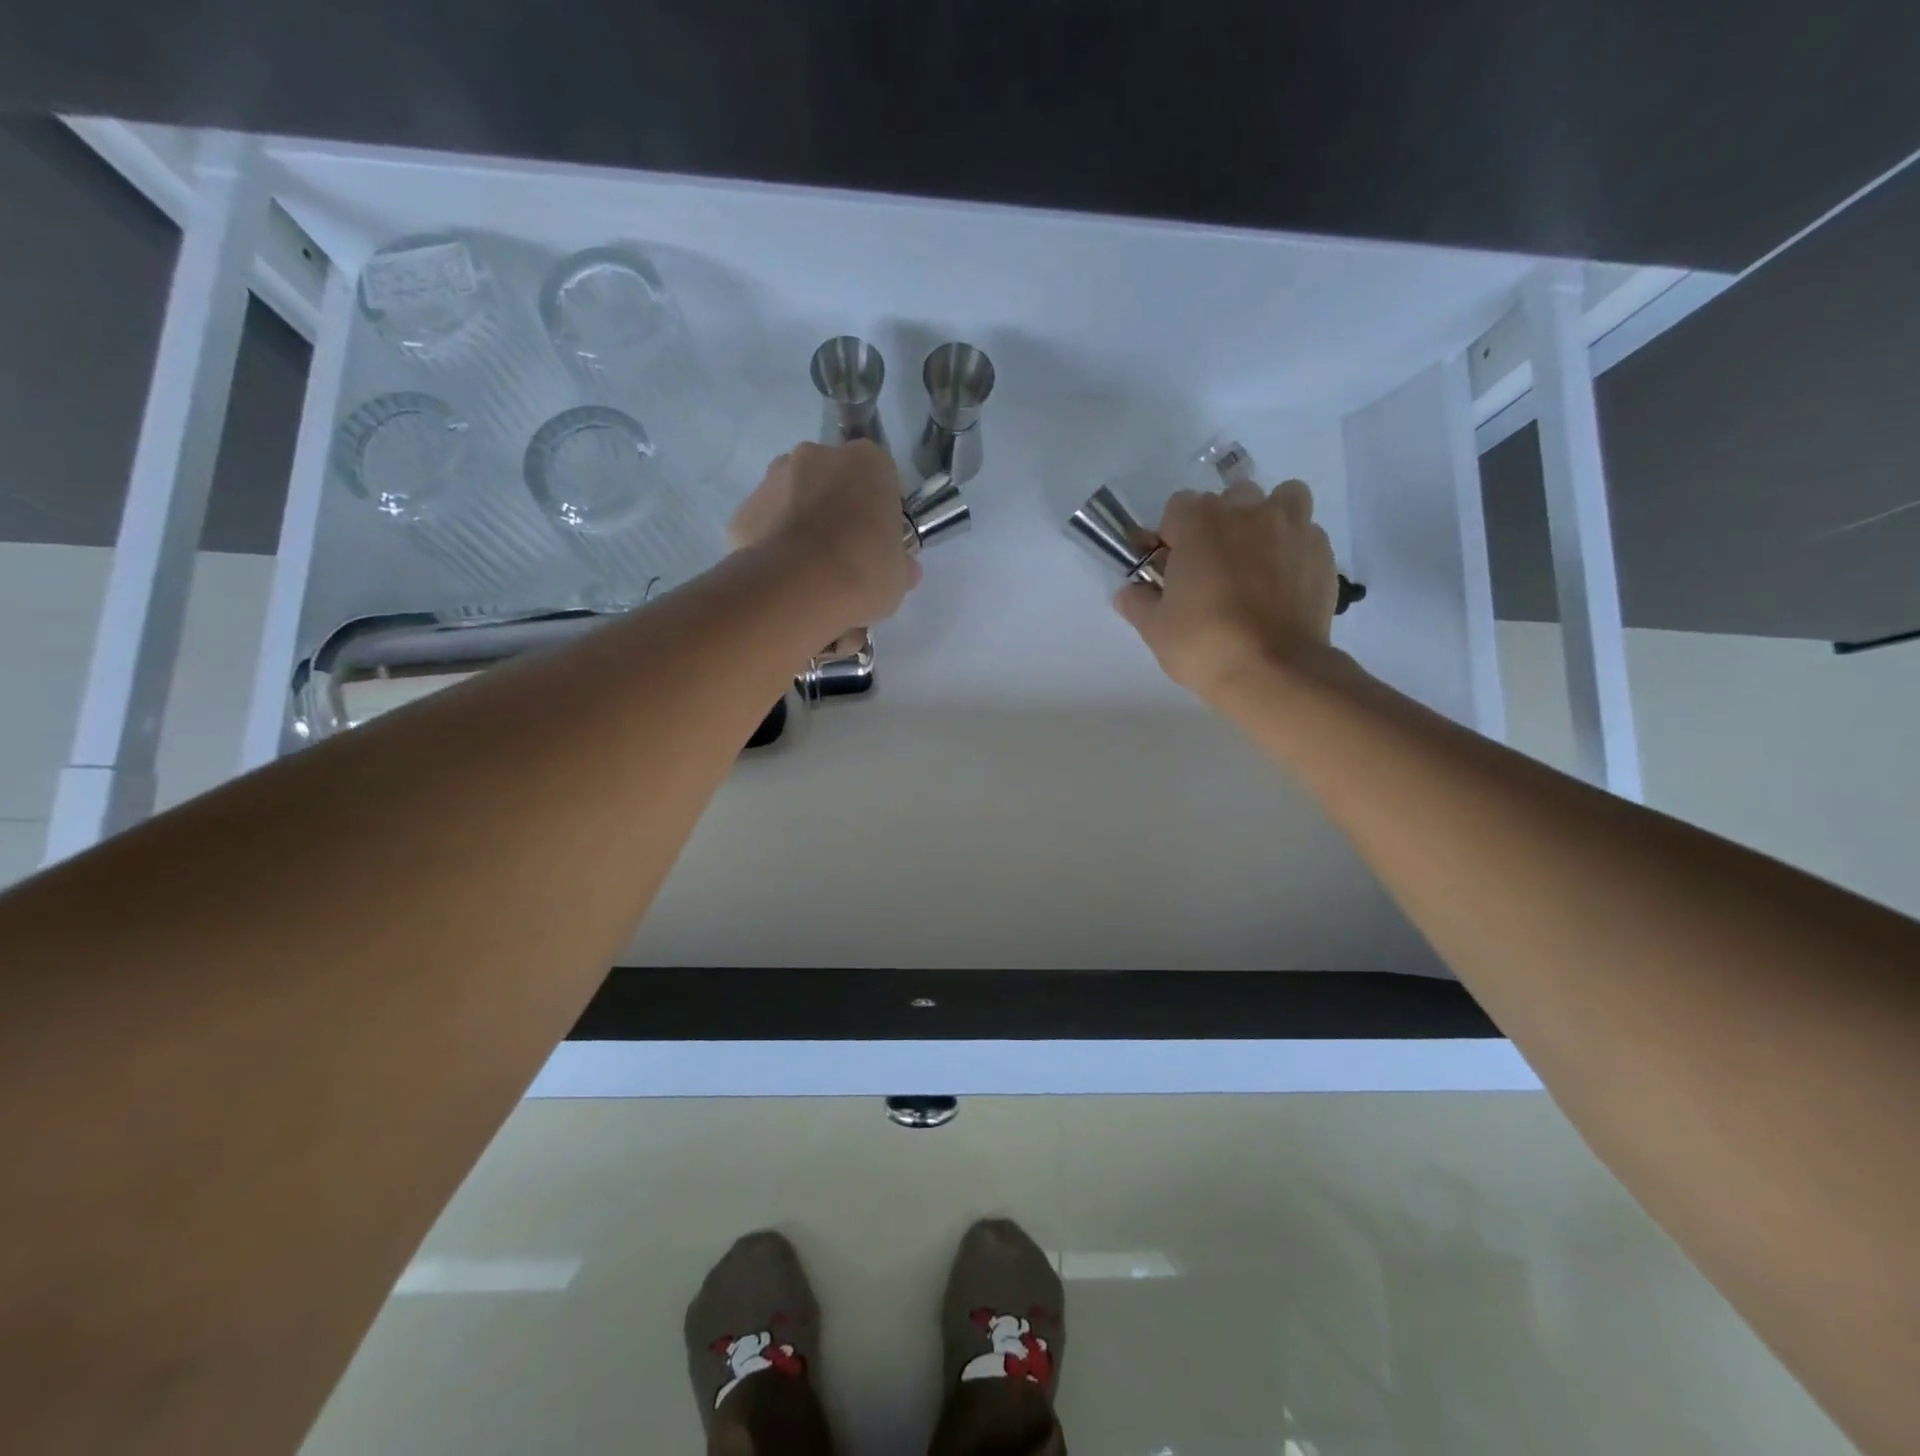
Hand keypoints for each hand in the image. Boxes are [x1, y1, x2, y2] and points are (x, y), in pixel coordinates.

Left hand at [729, 441, 921, 629]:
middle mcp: (817, 455)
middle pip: (831, 482)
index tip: (878, 542)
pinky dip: (772, 546)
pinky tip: (784, 579)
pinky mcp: (743, 511)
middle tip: (844, 557)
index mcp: (867, 462)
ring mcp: (773, 479)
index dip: (878, 511)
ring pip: (793, 499)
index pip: (879, 479)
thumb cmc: (864, 570)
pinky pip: (765, 526)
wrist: (799, 589)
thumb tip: (903, 569)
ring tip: (810, 573)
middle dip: (835, 511)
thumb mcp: (898, 575)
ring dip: (801, 525)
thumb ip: (899, 563)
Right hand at [1114, 477, 1338, 703]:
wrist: (1274, 672)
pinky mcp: (1322, 554)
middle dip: (1219, 525)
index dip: (1171, 536)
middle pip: (1230, 499)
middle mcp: (1248, 511)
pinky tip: (1284, 584)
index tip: (1169, 568)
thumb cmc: (1203, 644)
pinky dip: (1294, 551)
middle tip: (1212, 567)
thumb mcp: (1154, 628)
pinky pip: (1306, 536)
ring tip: (1258, 559)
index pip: (1177, 508)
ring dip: (1267, 521)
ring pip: (1282, 500)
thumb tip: (1130, 592)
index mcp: (1200, 521)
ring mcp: (1292, 528)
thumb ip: (1138, 601)